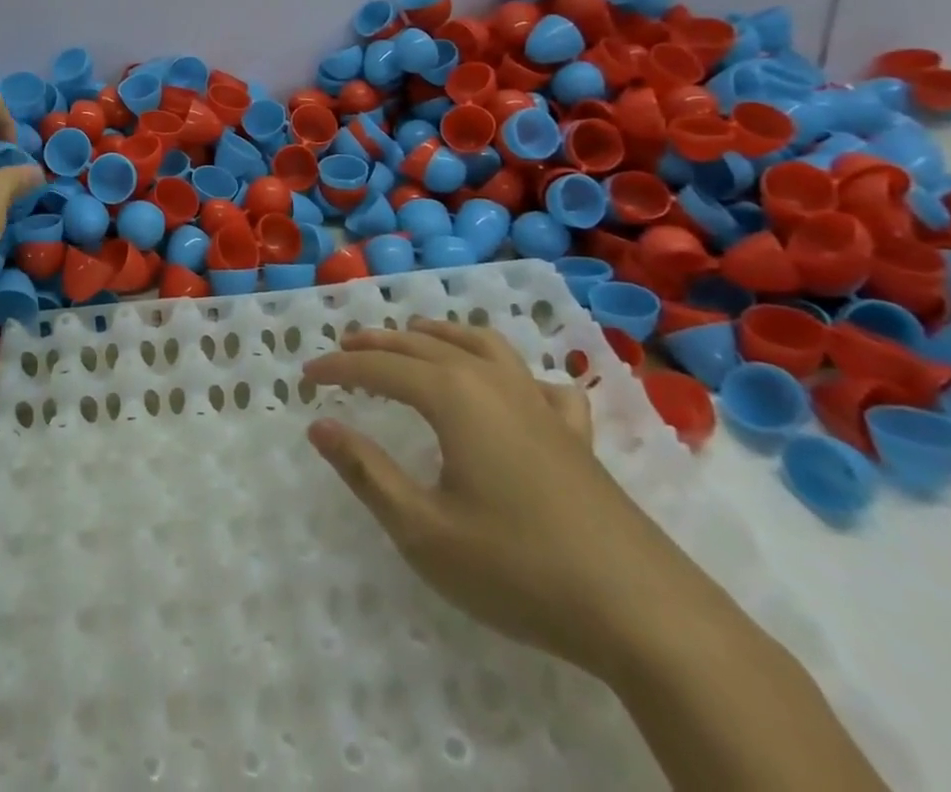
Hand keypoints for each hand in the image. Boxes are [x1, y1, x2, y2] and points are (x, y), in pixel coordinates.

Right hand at [303, 319, 709, 678]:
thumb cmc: (519, 569)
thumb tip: (319, 426)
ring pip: (482, 345)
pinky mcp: (576, 434)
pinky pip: (538, 382)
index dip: (337, 368)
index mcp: (453, 397)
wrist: (645, 615)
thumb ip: (366, 472)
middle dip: (377, 344)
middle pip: (423, 346)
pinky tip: (514, 387)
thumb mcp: (424, 530)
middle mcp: (493, 383)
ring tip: (414, 336)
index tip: (305, 377)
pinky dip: (514, 371)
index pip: (379, 368)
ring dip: (439, 335)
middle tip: (343, 349)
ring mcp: (540, 404)